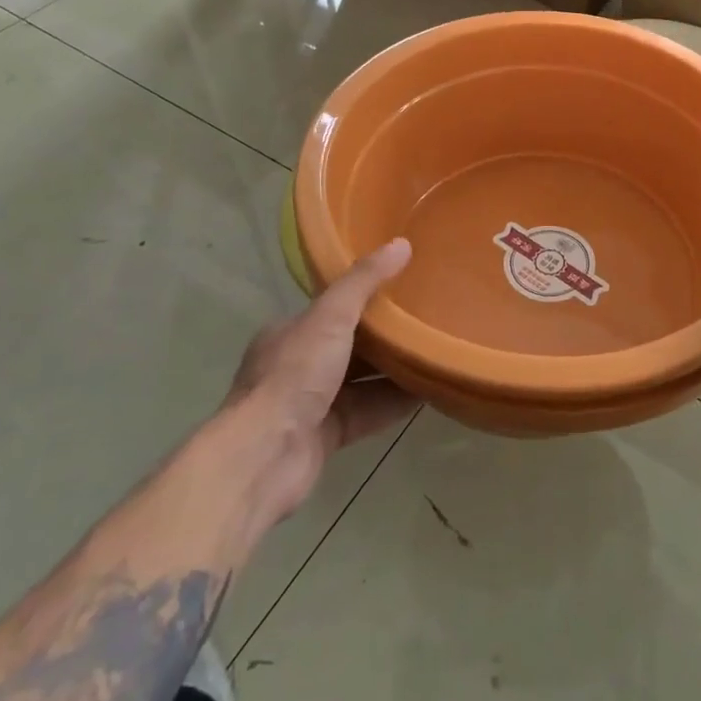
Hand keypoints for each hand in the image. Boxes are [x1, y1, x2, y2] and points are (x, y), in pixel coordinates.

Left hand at [224, 237, 419, 507]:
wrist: (264, 457)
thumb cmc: (294, 375)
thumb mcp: (331, 317)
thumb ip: (365, 281)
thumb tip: (402, 243)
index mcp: (290, 333)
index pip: (332, 308)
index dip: (366, 296)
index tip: (403, 286)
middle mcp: (298, 366)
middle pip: (350, 345)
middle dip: (386, 336)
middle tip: (428, 318)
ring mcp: (311, 404)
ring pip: (362, 380)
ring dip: (395, 370)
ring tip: (436, 352)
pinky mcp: (326, 436)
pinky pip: (368, 412)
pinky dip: (394, 403)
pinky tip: (427, 393)